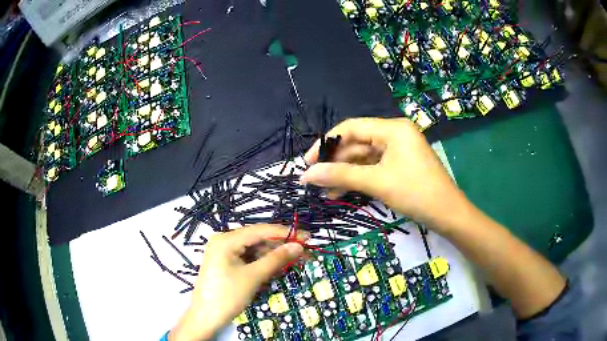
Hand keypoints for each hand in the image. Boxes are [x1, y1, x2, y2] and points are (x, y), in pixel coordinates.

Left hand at [170, 225, 306, 340]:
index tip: (307, 237)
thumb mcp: (253, 277)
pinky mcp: (227, 263)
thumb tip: (299, 246)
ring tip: (296, 261)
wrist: (206, 317)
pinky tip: (278, 267)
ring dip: (275, 255)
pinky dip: (264, 263)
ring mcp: (225, 252)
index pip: (261, 230)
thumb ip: (276, 259)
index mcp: (226, 239)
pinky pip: (249, 258)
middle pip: (258, 239)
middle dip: (282, 246)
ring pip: (255, 249)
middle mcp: (225, 241)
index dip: (286, 233)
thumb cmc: (227, 295)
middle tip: (305, 252)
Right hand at [301, 117, 467, 230]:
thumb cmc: (416, 193)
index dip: (327, 143)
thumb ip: (340, 176)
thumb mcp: (377, 182)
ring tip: (326, 192)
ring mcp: (398, 151)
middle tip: (315, 180)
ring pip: (364, 158)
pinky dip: (359, 179)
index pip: (351, 127)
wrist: (448, 214)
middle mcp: (395, 134)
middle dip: (336, 163)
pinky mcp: (400, 165)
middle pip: (357, 143)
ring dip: (345, 174)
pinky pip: (374, 168)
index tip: (308, 161)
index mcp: (392, 129)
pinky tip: (343, 192)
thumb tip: (306, 175)